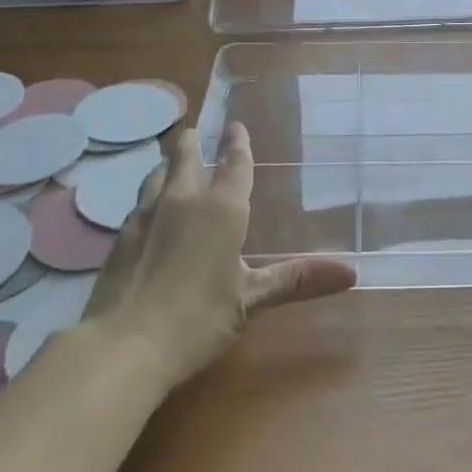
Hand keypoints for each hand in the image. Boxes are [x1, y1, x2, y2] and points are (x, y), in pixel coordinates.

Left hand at [83, 123, 356, 386]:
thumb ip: (298, 280)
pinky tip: (148, 212)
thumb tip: (352, 273)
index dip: (237, 142)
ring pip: (156, 174)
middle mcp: (181, 200)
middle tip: (195, 134)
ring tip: (172, 165)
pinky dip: (149, 196)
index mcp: (220, 208)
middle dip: (192, 142)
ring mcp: (145, 216)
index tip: (235, 124)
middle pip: (185, 155)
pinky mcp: (119, 238)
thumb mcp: (252, 300)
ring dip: (167, 165)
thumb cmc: (198, 318)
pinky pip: (138, 203)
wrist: (123, 347)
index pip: (233, 162)